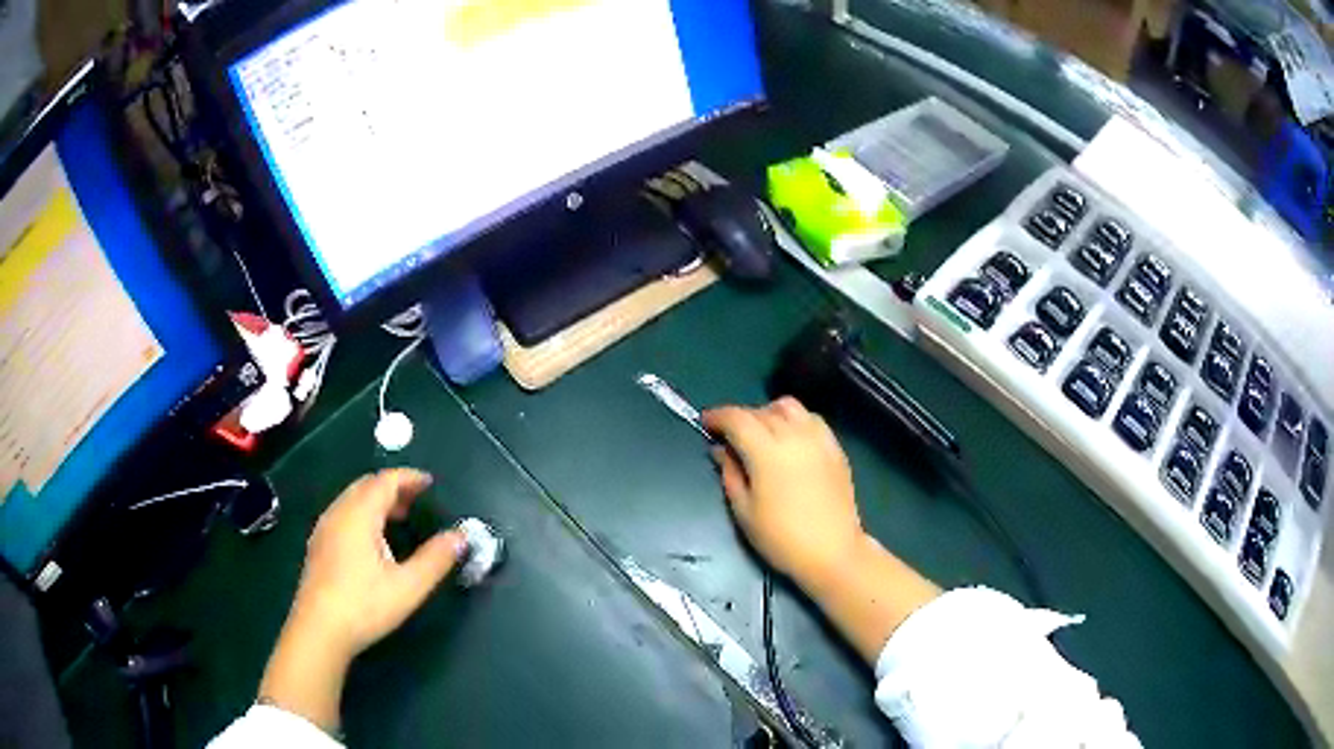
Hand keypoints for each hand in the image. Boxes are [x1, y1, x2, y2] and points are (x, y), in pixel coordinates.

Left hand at [259, 469, 466, 730]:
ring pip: (351, 499)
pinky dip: (362, 513)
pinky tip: (372, 540)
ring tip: (398, 518)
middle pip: (366, 485)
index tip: (430, 483)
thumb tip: (460, 536)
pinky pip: (342, 514)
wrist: (319, 630)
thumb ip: (436, 559)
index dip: (408, 478)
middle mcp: (338, 514)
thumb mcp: (408, 586)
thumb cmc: (364, 605)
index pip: (385, 481)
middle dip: (392, 487)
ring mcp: (324, 529)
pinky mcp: (318, 546)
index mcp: (359, 516)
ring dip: (376, 500)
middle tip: (416, 499)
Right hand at [705, 399, 940, 663]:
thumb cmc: (782, 538)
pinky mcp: (835, 448)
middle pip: (762, 410)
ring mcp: (818, 439)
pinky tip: (790, 441)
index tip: (706, 423)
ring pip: (790, 407)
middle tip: (730, 437)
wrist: (832, 551)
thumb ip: (730, 474)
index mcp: (767, 451)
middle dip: (741, 418)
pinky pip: (811, 419)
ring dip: (769, 413)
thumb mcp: (744, 511)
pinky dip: (794, 421)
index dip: (718, 416)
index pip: (737, 418)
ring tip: (761, 434)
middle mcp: (794, 435)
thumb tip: (721, 451)